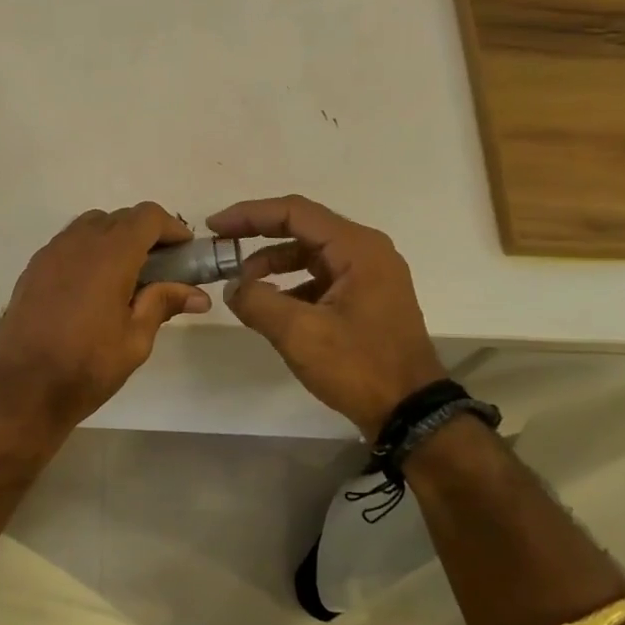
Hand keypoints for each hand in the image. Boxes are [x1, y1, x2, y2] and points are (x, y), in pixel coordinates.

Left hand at [0, 203, 211, 430]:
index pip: (148, 216)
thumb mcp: (135, 340)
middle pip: (119, 218)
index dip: (171, 228)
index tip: (185, 252)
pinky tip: (92, 288)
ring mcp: (50, 253)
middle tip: (161, 268)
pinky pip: (67, 245)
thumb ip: (163, 304)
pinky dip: (87, 252)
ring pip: (89, 227)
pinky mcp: (32, 269)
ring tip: (126, 276)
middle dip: (145, 234)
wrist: (22, 387)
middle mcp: (78, 242)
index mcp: (111, 254)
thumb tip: (198, 295)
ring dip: (113, 240)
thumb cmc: (86, 366)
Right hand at [208, 195, 445, 439]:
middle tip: (221, 250)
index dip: (249, 215)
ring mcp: (369, 276)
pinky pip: (320, 279)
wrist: (410, 412)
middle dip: (258, 238)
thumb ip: (258, 302)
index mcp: (357, 248)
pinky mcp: (365, 300)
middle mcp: (366, 252)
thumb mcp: (300, 333)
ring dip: (273, 265)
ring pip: (310, 255)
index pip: (295, 212)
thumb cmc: (359, 366)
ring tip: (242, 287)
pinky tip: (270, 307)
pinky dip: (291, 286)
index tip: (214, 227)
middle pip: (302, 229)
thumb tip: (233, 287)